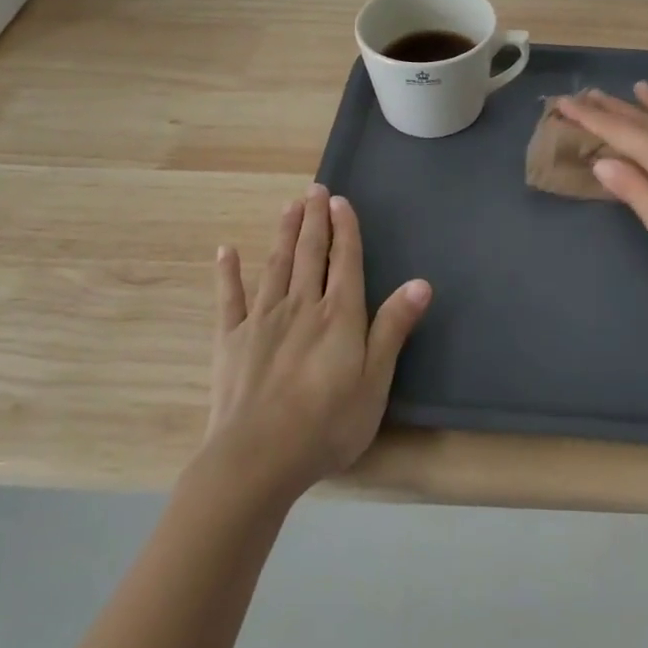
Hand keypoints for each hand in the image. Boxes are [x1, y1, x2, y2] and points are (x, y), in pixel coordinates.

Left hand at [204, 184, 431, 498]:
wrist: (257, 458)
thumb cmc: (327, 424)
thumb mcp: (375, 381)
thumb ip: (393, 328)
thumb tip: (420, 283)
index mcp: (339, 315)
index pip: (346, 261)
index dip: (345, 229)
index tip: (340, 200)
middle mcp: (302, 305)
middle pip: (311, 254)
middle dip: (315, 219)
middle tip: (314, 189)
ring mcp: (262, 319)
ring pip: (276, 265)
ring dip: (284, 234)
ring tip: (288, 206)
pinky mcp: (231, 339)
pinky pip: (229, 298)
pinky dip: (228, 272)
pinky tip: (226, 250)